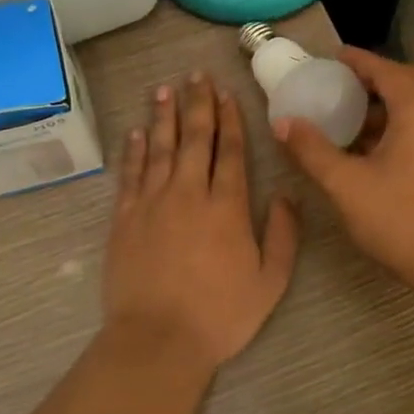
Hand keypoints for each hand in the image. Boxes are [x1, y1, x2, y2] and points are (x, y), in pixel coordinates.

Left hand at [103, 72, 299, 370]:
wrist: (158, 339)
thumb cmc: (220, 315)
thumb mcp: (270, 282)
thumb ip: (283, 235)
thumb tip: (288, 195)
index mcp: (227, 207)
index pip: (230, 151)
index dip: (230, 119)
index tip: (226, 94)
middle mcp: (189, 193)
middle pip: (195, 138)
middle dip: (198, 104)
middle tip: (196, 75)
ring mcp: (152, 202)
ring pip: (161, 147)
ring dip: (164, 116)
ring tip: (165, 88)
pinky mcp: (124, 217)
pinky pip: (130, 173)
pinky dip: (134, 149)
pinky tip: (137, 131)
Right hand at [277, 48, 413, 292]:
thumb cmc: (401, 219)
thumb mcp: (345, 184)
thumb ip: (312, 150)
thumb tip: (283, 122)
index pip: (385, 69)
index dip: (357, 60)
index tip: (332, 57)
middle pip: (411, 79)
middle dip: (378, 77)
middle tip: (346, 87)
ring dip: (393, 102)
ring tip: (357, 120)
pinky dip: (406, 123)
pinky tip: (382, 151)